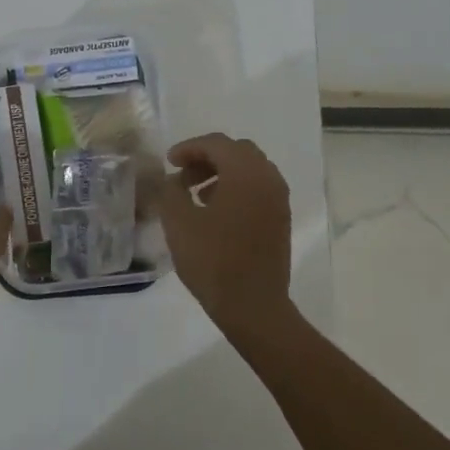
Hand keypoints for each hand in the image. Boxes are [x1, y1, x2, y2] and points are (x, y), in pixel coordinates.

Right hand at [155, 133, 292, 330]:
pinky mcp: (281, 219)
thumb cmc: (213, 261)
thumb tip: (172, 179)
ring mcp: (279, 200)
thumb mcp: (179, 223)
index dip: (189, 148)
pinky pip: (258, 188)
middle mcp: (268, 179)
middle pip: (237, 151)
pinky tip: (216, 211)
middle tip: (183, 175)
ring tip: (196, 194)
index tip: (169, 162)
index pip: (217, 143)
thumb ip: (170, 191)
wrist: (253, 306)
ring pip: (250, 169)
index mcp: (246, 173)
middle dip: (207, 157)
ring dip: (222, 173)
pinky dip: (236, 188)